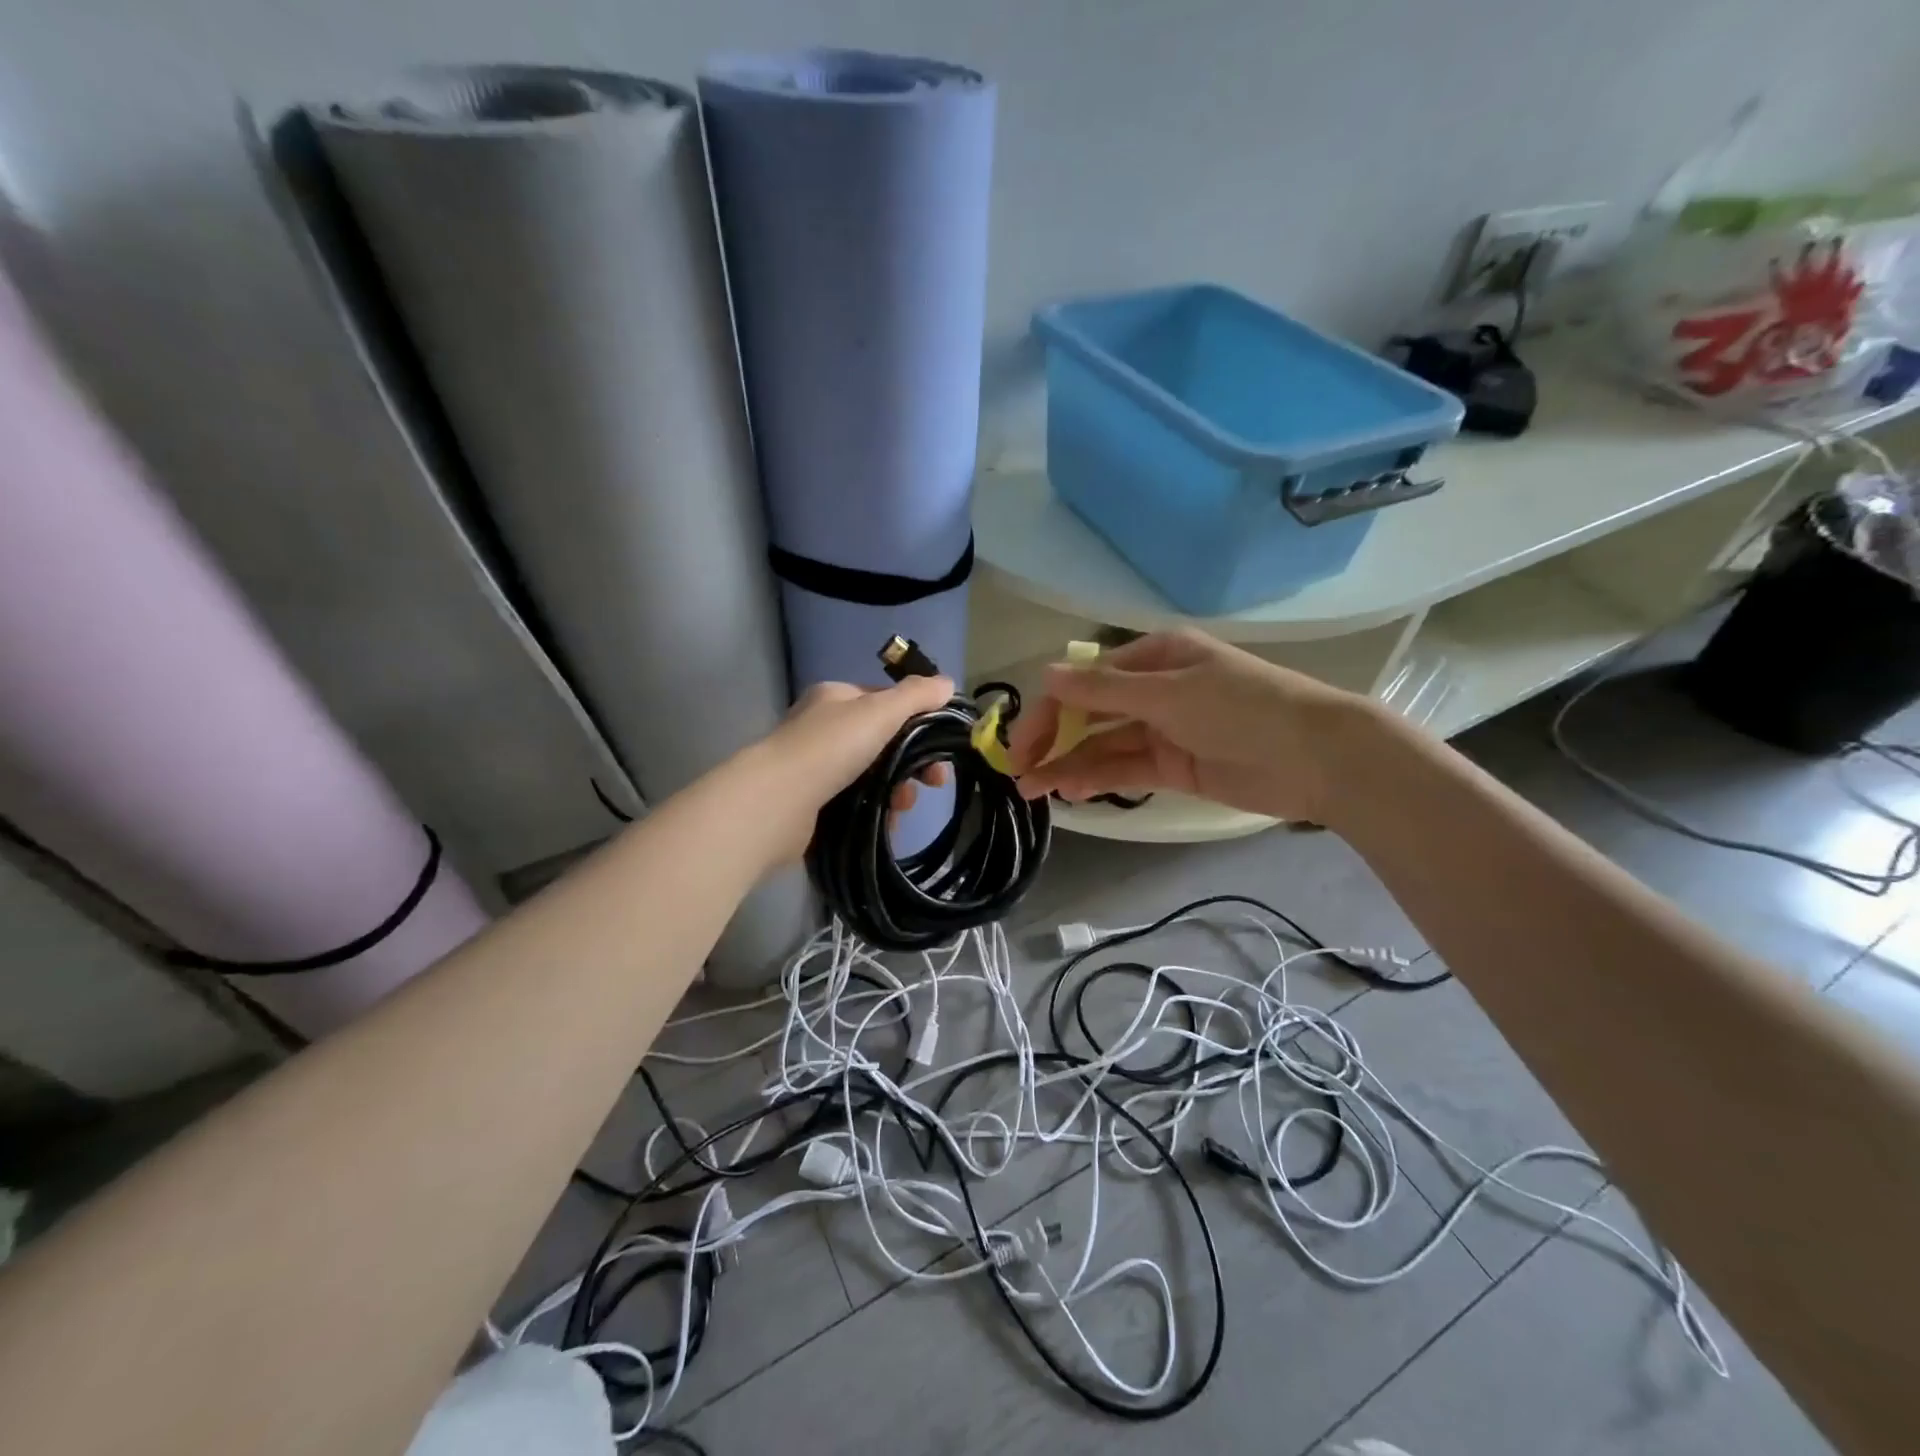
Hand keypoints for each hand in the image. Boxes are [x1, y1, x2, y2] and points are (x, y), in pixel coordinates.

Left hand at [748, 677, 954, 861]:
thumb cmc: (830, 748)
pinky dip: (877, 812)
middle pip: (883, 742)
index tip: (942, 746)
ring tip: (903, 806)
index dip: (918, 721)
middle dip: (912, 762)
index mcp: (835, 698)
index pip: (885, 702)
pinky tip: (888, 823)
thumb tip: (947, 683)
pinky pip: (857, 804)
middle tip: (933, 782)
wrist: (776, 804)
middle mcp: (823, 728)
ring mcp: (816, 767)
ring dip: (897, 790)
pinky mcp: (813, 804)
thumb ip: (915, 696)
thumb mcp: (879, 711)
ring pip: (873, 776)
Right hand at [1006, 629, 1381, 824]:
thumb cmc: (1242, 708)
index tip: (1020, 744)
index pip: (1084, 681)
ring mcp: (1163, 729)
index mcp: (1152, 657)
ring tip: (1032, 790)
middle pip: (1088, 713)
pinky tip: (1070, 792)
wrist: (1317, 757)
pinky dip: (1097, 778)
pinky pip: (1125, 769)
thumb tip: (1045, 673)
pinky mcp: (1174, 765)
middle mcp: (1153, 689)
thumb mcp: (1169, 693)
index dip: (1048, 710)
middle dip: (1051, 740)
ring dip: (1067, 764)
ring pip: (1102, 745)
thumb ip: (1103, 690)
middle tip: (1018, 771)